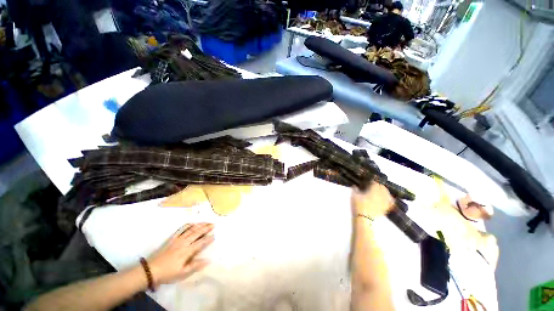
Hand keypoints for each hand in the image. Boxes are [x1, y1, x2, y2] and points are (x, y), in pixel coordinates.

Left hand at [147, 223, 213, 286]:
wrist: (151, 270)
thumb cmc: (168, 273)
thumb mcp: (182, 273)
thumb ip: (195, 265)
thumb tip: (208, 260)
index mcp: (187, 251)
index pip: (201, 242)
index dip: (209, 238)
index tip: (215, 235)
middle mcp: (184, 242)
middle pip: (197, 232)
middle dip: (206, 228)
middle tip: (214, 224)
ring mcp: (178, 239)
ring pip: (191, 229)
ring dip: (200, 225)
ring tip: (206, 222)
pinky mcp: (172, 238)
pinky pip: (181, 229)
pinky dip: (188, 225)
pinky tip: (192, 223)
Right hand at [351, 181, 394, 219]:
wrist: (364, 219)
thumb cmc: (358, 206)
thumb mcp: (354, 196)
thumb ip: (355, 189)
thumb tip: (355, 186)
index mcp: (373, 190)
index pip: (375, 182)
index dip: (371, 181)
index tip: (367, 181)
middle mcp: (381, 194)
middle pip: (382, 187)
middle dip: (378, 185)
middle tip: (372, 185)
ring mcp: (384, 201)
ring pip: (387, 193)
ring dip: (384, 191)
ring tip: (379, 191)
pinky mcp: (385, 208)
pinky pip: (390, 202)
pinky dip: (389, 199)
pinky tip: (386, 199)